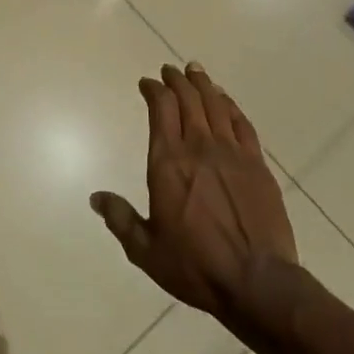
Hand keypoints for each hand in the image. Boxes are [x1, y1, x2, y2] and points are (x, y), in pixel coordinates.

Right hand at [91, 62, 298, 327]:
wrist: (257, 282)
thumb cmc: (195, 266)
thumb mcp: (146, 250)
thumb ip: (121, 219)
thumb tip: (96, 197)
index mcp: (168, 163)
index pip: (160, 109)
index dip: (153, 90)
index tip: (147, 83)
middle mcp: (199, 148)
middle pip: (188, 100)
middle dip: (177, 81)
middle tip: (170, 70)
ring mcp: (232, 154)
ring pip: (216, 106)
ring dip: (203, 85)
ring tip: (196, 71)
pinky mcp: (258, 165)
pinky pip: (243, 124)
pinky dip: (231, 107)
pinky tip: (226, 101)